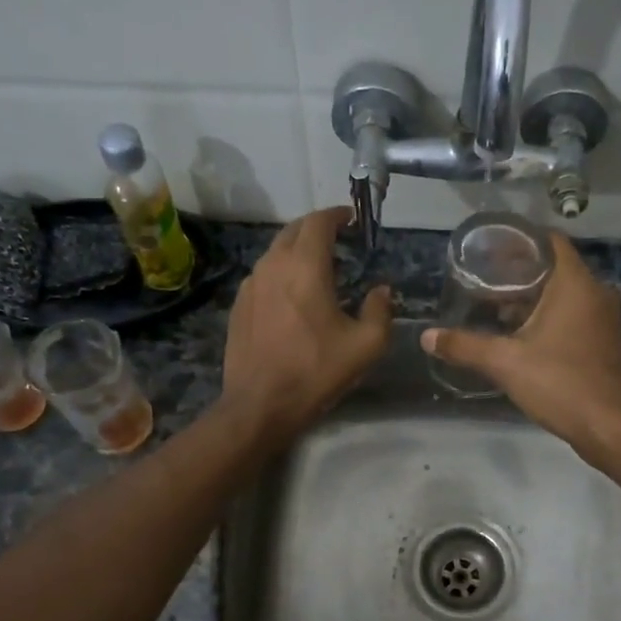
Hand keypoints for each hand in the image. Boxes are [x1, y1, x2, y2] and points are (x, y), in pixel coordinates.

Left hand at [222, 206, 391, 441]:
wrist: (259, 404)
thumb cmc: (316, 371)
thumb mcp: (366, 346)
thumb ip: (380, 311)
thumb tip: (381, 290)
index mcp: (305, 267)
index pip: (319, 221)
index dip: (338, 215)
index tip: (352, 220)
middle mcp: (273, 265)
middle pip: (294, 231)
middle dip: (317, 229)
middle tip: (339, 242)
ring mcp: (250, 285)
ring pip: (275, 253)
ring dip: (298, 252)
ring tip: (318, 270)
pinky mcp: (238, 306)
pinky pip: (263, 276)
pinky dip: (281, 274)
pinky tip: (293, 299)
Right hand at [421, 233, 620, 454]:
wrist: (609, 426)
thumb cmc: (559, 382)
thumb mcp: (505, 362)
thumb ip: (465, 346)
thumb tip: (427, 336)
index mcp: (575, 284)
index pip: (550, 241)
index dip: (520, 240)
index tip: (491, 249)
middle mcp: (595, 293)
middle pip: (554, 268)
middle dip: (520, 273)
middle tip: (484, 281)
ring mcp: (604, 318)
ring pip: (565, 294)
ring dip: (534, 298)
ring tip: (497, 308)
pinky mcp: (604, 341)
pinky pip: (574, 315)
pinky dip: (550, 317)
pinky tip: (523, 335)